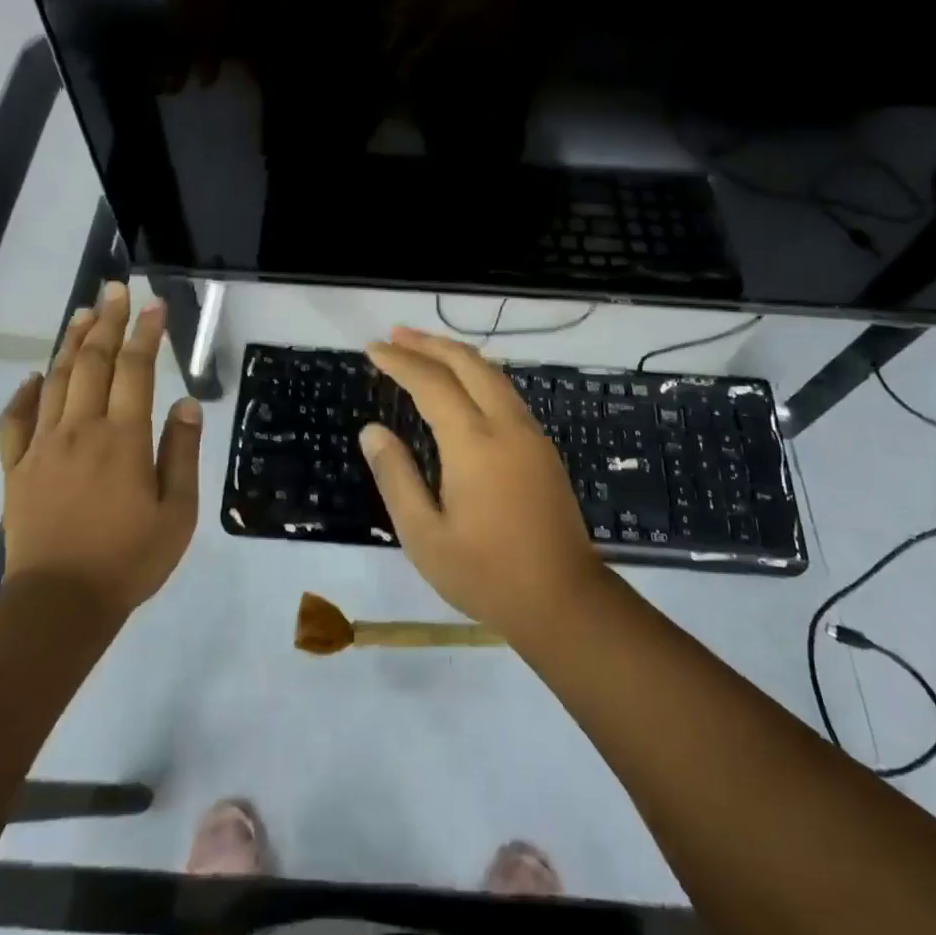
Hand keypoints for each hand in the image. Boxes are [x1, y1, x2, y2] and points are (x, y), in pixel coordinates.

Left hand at [0, 280, 201, 617]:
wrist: (58, 603)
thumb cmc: (128, 559)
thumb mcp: (177, 512)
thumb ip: (181, 453)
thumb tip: (185, 404)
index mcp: (123, 438)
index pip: (135, 370)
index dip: (146, 333)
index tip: (154, 304)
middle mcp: (81, 430)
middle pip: (92, 362)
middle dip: (106, 321)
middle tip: (114, 289)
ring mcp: (43, 447)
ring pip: (55, 381)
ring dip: (69, 343)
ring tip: (81, 313)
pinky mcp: (16, 468)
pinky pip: (15, 421)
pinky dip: (23, 393)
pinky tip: (32, 376)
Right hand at [360, 326, 605, 638]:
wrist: (564, 600)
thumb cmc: (486, 573)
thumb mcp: (424, 535)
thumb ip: (396, 476)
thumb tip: (372, 430)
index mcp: (473, 442)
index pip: (430, 382)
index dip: (399, 361)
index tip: (371, 348)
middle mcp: (505, 424)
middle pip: (466, 363)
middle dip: (428, 342)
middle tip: (394, 334)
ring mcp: (530, 433)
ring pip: (491, 373)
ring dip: (454, 354)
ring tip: (422, 348)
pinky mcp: (542, 447)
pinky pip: (504, 391)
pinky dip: (476, 374)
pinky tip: (461, 385)